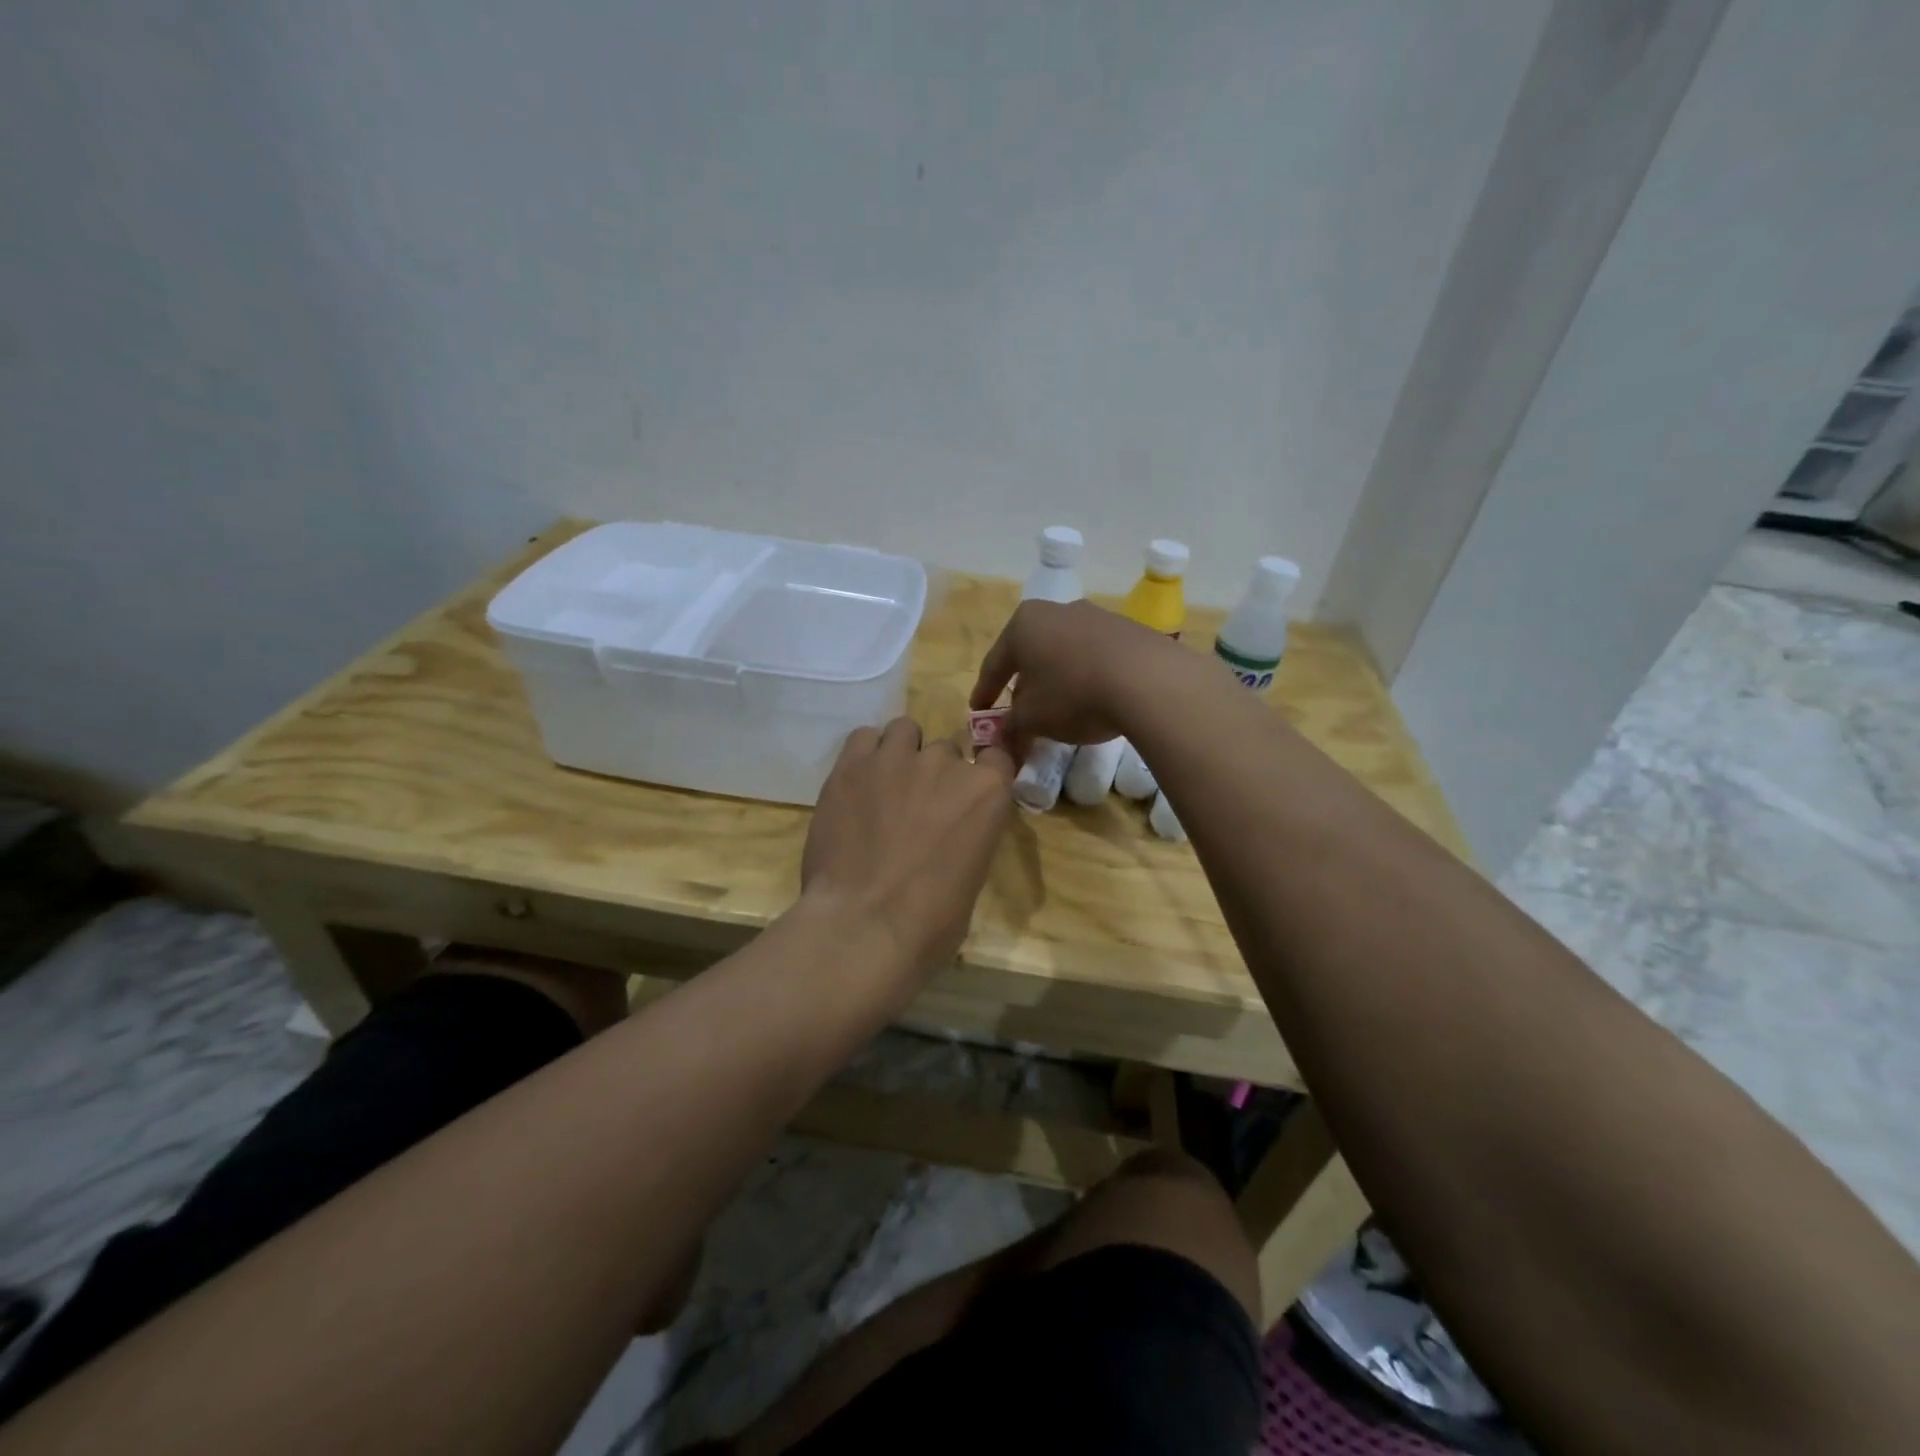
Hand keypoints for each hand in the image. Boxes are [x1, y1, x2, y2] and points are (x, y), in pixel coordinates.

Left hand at [800, 717, 1015, 982]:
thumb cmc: (932, 922)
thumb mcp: (972, 877)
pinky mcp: (852, 765)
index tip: (967, 794)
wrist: (864, 925)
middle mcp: (946, 762)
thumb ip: (968, 837)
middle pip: (946, 750)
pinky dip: (865, 754)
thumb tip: (950, 837)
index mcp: (987, 792)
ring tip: (886, 787)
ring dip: (901, 753)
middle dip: (936, 774)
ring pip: (905, 731)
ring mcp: (896, 758)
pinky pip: (863, 737)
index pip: (997, 757)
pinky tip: (858, 783)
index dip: (982, 773)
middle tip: (917, 809)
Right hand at [968, 599, 1177, 756]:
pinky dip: (1086, 676)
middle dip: (1023, 684)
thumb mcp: (1033, 718)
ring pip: (1063, 652)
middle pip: (1030, 653)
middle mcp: (1056, 611)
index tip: (979, 713)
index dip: (985, 692)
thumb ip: (1011, 726)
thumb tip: (1000, 737)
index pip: (994, 664)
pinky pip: (1095, 656)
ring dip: (1057, 679)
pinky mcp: (1128, 629)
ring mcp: (1095, 616)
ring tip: (1060, 708)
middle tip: (1020, 711)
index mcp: (1023, 624)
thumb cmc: (1074, 694)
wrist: (1149, 680)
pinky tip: (1094, 698)